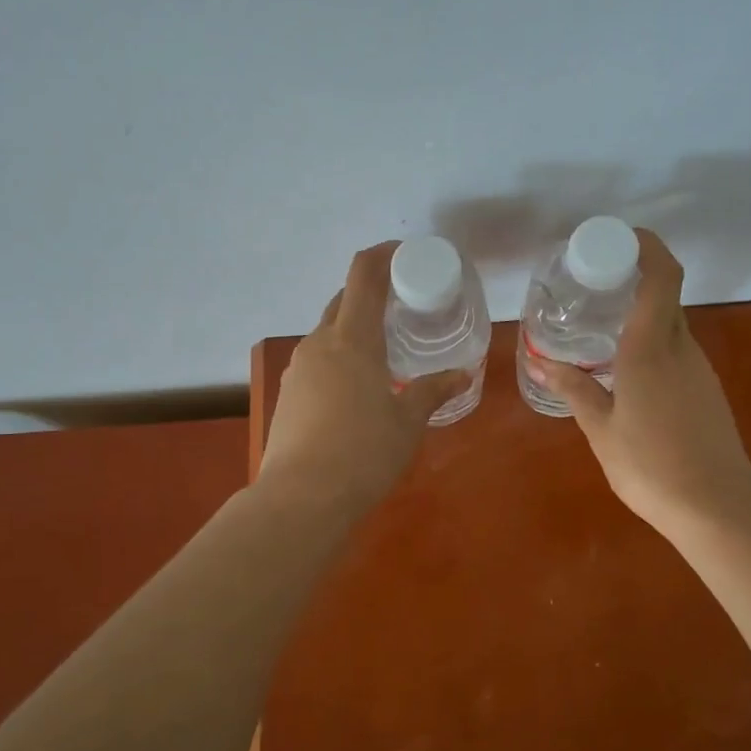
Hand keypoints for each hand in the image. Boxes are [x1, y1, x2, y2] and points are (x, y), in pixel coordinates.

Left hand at [259, 243, 471, 517]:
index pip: (363, 276)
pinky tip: (356, 389)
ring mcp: (298, 369)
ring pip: (327, 333)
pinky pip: (317, 362)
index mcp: (352, 339)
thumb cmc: (364, 452)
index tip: (402, 253)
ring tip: (383, 351)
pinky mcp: (288, 395)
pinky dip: (338, 359)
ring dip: (353, 329)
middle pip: (343, 301)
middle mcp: (319, 344)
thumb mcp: (408, 421)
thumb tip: (462, 374)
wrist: (301, 498)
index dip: (381, 255)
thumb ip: (433, 391)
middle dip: (370, 294)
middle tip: (401, 306)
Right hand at [527, 229, 750, 540]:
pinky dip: (652, 344)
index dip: (649, 247)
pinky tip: (627, 372)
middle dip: (635, 280)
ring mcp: (699, 370)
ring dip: (642, 316)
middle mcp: (681, 349)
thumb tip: (544, 363)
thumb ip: (575, 390)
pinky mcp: (707, 391)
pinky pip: (677, 352)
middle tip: (595, 284)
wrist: (717, 508)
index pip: (662, 278)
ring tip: (602, 329)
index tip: (621, 239)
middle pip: (666, 296)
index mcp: (651, 349)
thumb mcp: (601, 429)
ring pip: (671, 326)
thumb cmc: (651, 466)